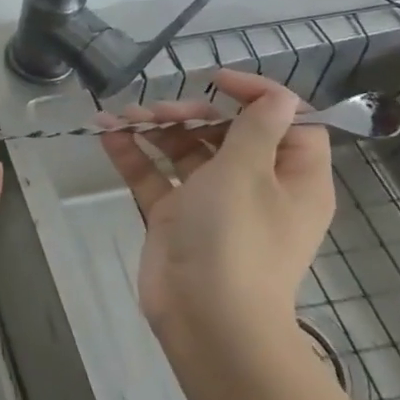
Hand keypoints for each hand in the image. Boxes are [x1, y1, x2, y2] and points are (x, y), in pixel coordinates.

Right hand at [98, 69, 334, 345]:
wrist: (207, 319)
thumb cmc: (237, 238)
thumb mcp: (247, 173)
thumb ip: (256, 128)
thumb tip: (280, 96)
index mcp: (292, 178)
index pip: (287, 122)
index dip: (256, 95)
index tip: (216, 81)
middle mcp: (256, 187)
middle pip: (227, 133)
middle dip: (191, 114)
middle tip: (160, 111)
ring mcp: (212, 203)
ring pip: (186, 151)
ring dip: (156, 129)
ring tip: (124, 117)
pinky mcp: (176, 217)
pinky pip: (155, 175)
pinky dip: (134, 154)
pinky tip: (107, 133)